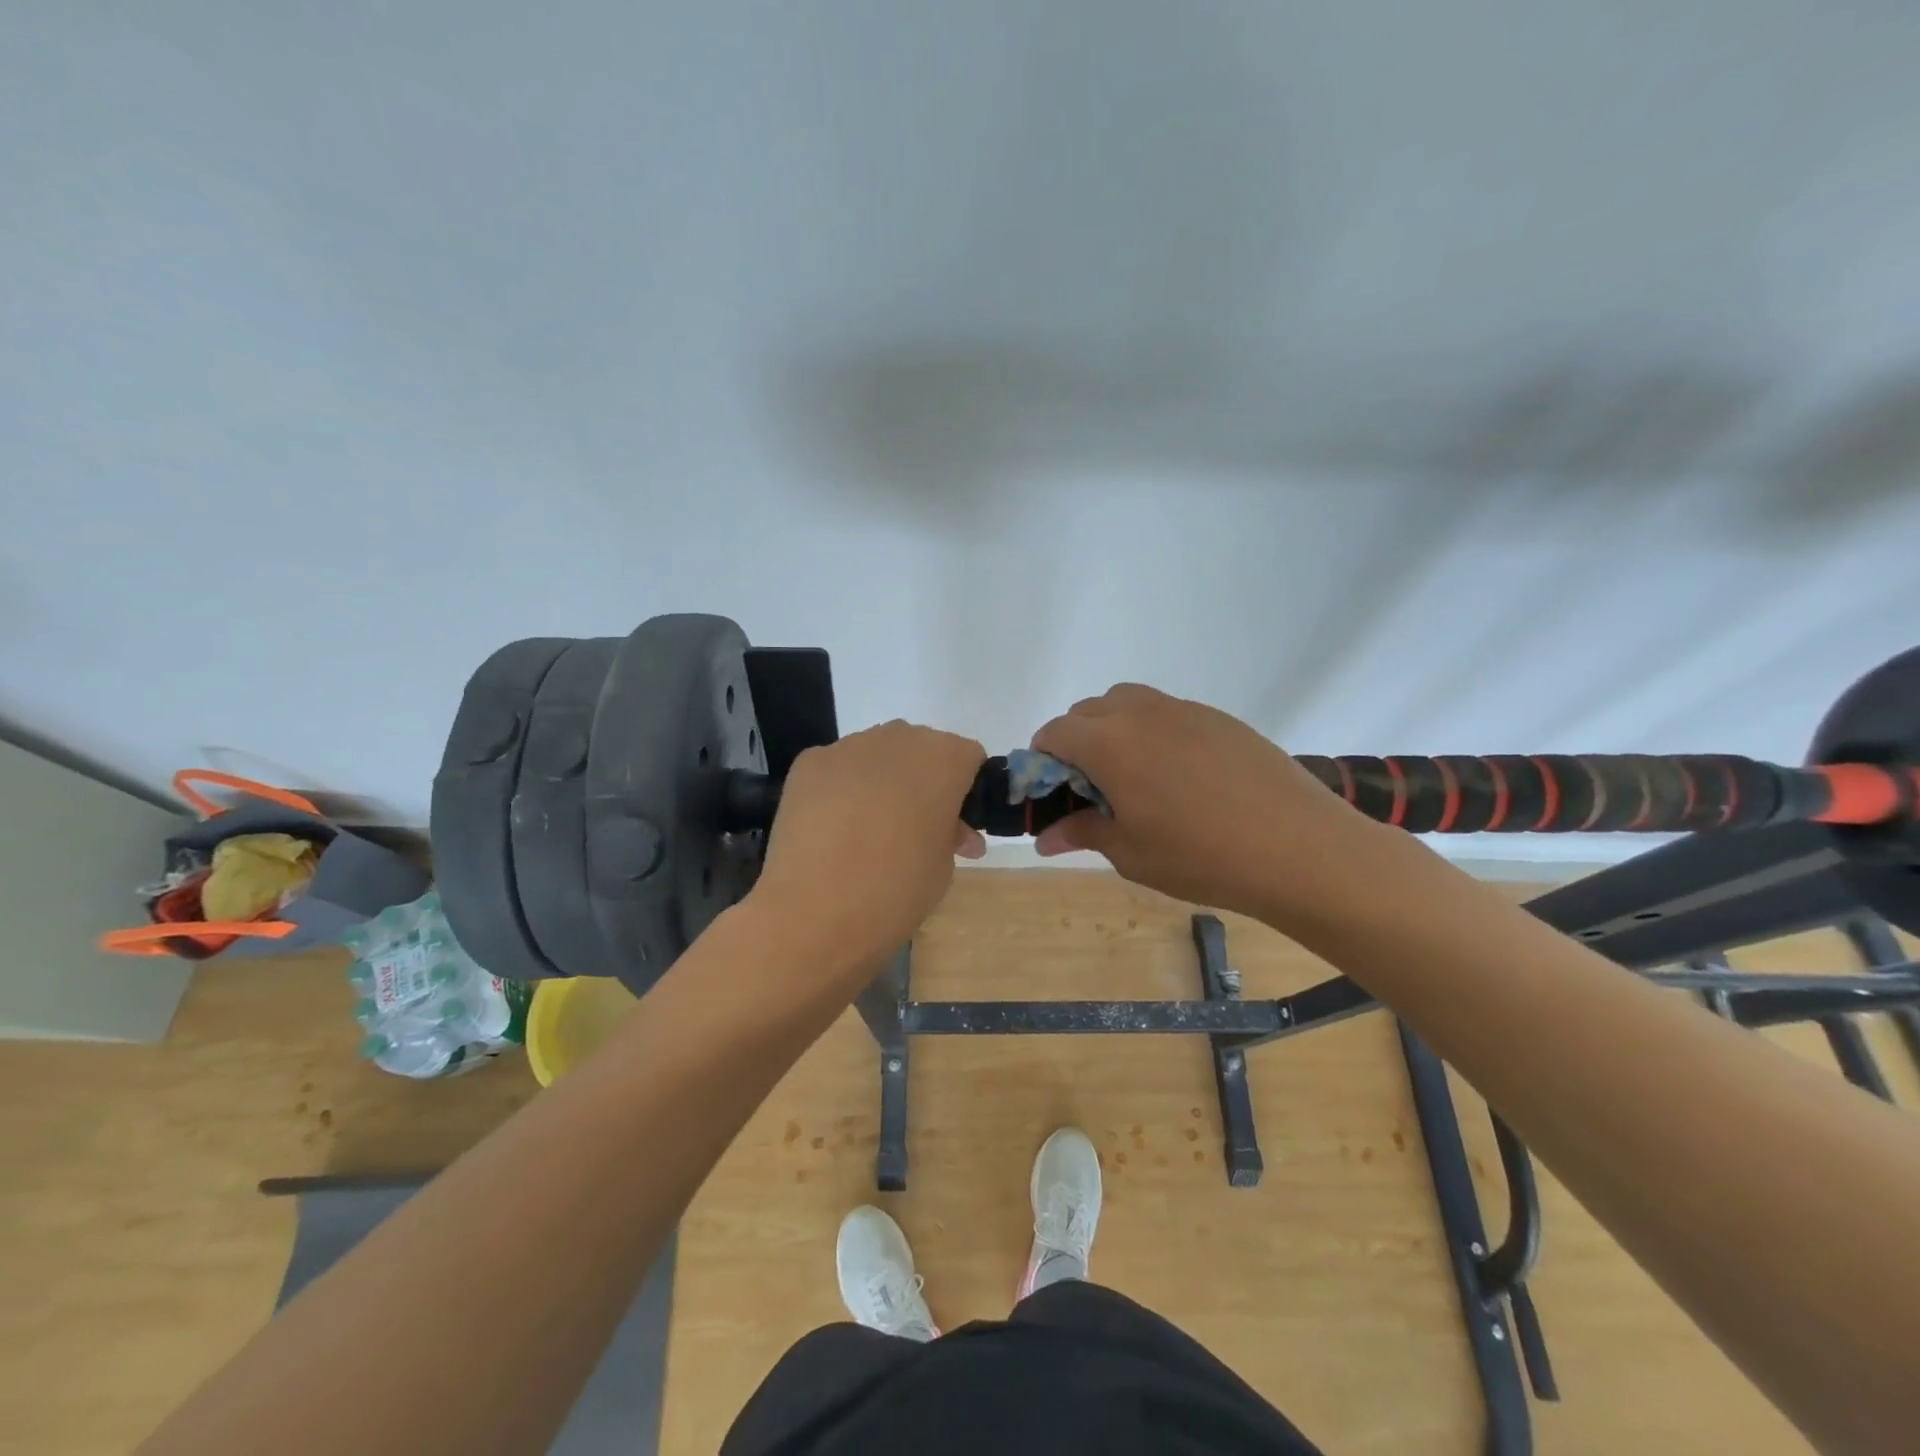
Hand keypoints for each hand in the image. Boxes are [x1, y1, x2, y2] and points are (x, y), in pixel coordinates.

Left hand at [747, 720, 985, 988]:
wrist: (813, 913)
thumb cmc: (895, 891)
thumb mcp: (943, 868)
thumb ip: (950, 835)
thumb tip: (949, 831)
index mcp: (944, 760)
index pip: (967, 758)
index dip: (964, 791)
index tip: (954, 824)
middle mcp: (899, 739)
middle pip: (921, 749)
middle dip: (923, 781)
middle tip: (914, 828)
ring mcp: (848, 746)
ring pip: (878, 754)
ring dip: (882, 781)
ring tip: (867, 830)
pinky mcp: (809, 762)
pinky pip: (838, 767)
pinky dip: (842, 788)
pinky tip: (833, 826)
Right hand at [1031, 684, 1377, 920]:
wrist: (1298, 848)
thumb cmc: (1200, 856)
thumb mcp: (1131, 853)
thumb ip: (1083, 833)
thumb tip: (1044, 838)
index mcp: (1109, 743)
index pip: (1055, 732)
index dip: (1043, 759)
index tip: (1053, 791)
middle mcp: (1141, 713)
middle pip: (1088, 710)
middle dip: (1076, 741)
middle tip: (1092, 788)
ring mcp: (1184, 710)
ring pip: (1129, 702)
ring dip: (1114, 729)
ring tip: (1133, 776)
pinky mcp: (1219, 718)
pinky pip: (1168, 712)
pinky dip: (1154, 732)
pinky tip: (1180, 775)